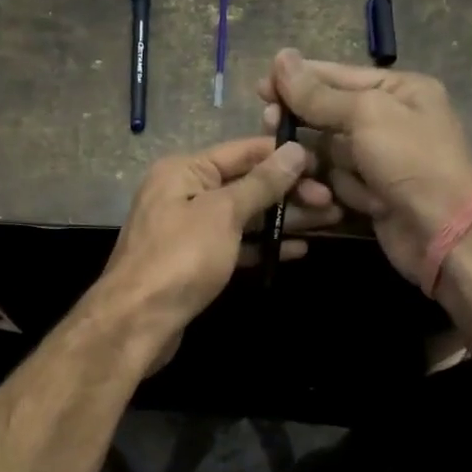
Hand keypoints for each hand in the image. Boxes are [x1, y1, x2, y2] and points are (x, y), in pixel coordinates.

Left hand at [97, 136, 340, 368]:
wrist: (137, 321)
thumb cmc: (180, 258)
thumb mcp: (223, 213)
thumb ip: (261, 183)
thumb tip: (294, 150)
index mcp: (184, 170)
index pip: (243, 151)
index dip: (284, 156)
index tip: (325, 163)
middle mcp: (184, 192)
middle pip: (245, 184)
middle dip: (289, 191)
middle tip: (334, 201)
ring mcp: (188, 229)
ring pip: (243, 216)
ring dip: (283, 218)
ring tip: (330, 221)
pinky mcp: (194, 261)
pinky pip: (235, 244)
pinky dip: (263, 245)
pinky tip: (297, 249)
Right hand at [261, 50, 471, 285]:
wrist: (444, 232)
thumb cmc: (411, 160)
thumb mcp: (366, 115)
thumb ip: (319, 94)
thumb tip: (281, 58)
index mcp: (399, 91)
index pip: (339, 77)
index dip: (299, 80)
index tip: (261, 86)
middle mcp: (391, 121)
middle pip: (329, 115)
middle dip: (303, 124)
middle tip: (270, 124)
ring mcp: (381, 161)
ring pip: (328, 153)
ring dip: (316, 164)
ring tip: (303, 172)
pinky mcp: (372, 194)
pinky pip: (338, 182)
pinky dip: (334, 190)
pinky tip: (328, 200)